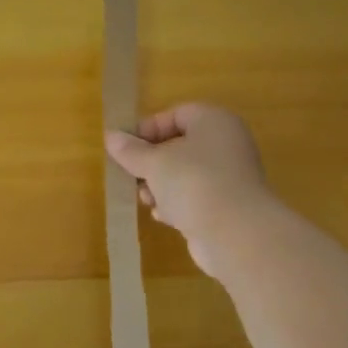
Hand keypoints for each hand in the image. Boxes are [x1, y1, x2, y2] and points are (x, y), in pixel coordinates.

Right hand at [104, 104, 269, 279]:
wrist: (236, 233)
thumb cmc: (193, 182)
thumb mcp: (154, 163)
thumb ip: (131, 150)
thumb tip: (110, 136)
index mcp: (213, 121)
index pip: (176, 114)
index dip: (147, 129)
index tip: (124, 148)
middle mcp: (226, 144)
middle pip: (179, 145)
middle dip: (151, 162)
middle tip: (132, 176)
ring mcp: (230, 176)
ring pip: (186, 173)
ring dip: (161, 186)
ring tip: (147, 199)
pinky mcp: (228, 205)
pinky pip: (196, 197)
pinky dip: (177, 204)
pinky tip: (164, 216)